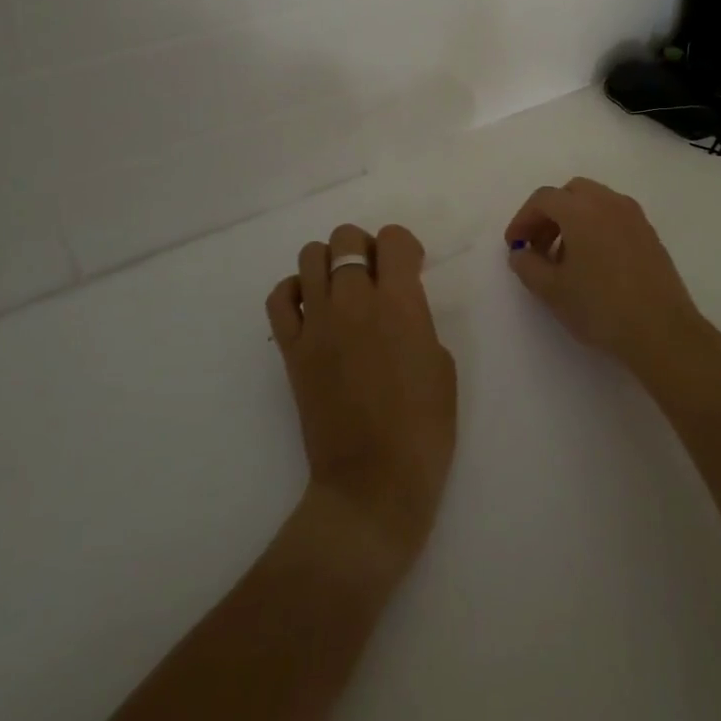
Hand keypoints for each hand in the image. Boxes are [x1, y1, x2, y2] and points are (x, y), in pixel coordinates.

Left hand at [265, 223, 456, 578]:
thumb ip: (417, 320)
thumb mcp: (441, 363)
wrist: (373, 482)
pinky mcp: (291, 348)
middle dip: (365, 247)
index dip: (404, 246)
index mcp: (399, 303)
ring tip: (342, 289)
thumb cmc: (423, 428)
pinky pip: (279, 297)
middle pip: (346, 238)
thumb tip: (397, 308)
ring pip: (309, 256)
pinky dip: (293, 291)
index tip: (410, 267)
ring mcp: (316, 323)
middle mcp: (353, 301)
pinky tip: (311, 307)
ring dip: (329, 263)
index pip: (392, 238)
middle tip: (376, 276)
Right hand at [504, 177, 708, 369]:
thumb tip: (521, 252)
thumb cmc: (600, 307)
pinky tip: (593, 263)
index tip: (514, 245)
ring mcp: (634, 217)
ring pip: (595, 202)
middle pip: (571, 193)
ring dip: (573, 220)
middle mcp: (609, 202)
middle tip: (538, 245)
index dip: (523, 219)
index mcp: (581, 210)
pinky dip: (595, 227)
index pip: (543, 199)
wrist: (661, 331)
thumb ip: (527, 265)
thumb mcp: (551, 290)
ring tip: (564, 258)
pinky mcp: (650, 234)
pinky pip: (614, 217)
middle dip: (549, 214)